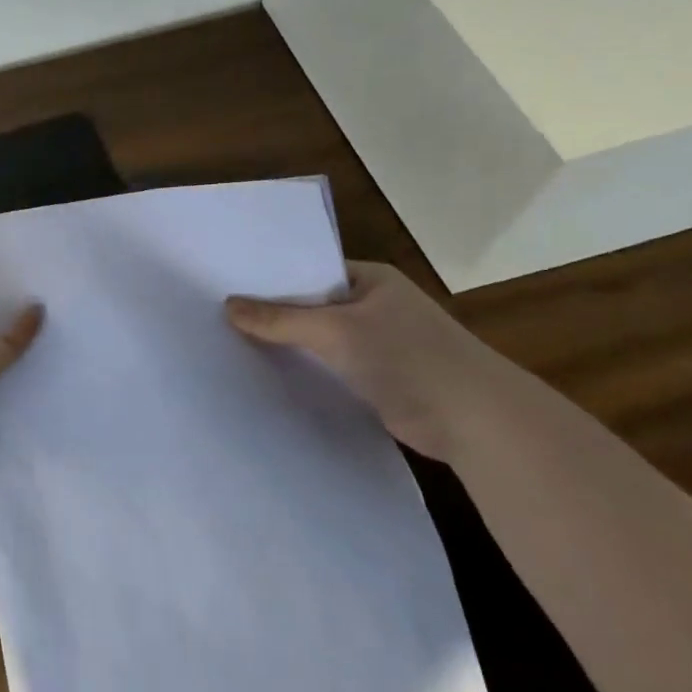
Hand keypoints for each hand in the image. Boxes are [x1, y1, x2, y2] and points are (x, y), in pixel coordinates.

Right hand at [225, 262, 516, 460]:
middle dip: (272, 314)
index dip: (270, 279)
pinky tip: (267, 376)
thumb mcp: (336, 331)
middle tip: (217, 318)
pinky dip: (305, 371)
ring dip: (288, 346)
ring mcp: (376, 344)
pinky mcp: (376, 379)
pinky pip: (329, 368)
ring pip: (318, 340)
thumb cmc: (408, 357)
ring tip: (231, 346)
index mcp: (370, 280)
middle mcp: (373, 306)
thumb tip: (228, 306)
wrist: (474, 420)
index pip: (309, 270)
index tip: (225, 287)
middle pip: (310, 306)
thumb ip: (280, 319)